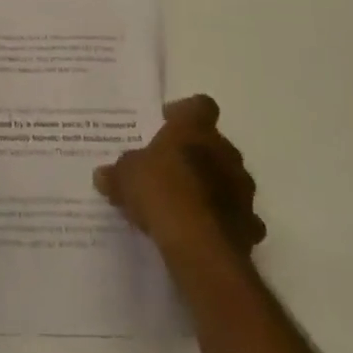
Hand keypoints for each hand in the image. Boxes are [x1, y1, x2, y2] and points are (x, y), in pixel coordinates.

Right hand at [94, 95, 265, 259]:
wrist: (199, 246)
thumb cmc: (161, 192)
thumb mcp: (126, 177)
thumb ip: (117, 172)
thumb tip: (102, 175)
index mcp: (195, 129)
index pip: (200, 105)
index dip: (186, 113)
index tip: (167, 126)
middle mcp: (224, 151)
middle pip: (216, 143)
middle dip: (199, 153)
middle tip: (174, 167)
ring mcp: (242, 189)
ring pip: (231, 179)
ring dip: (216, 187)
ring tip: (190, 203)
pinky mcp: (251, 225)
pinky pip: (241, 217)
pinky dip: (228, 221)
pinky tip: (208, 231)